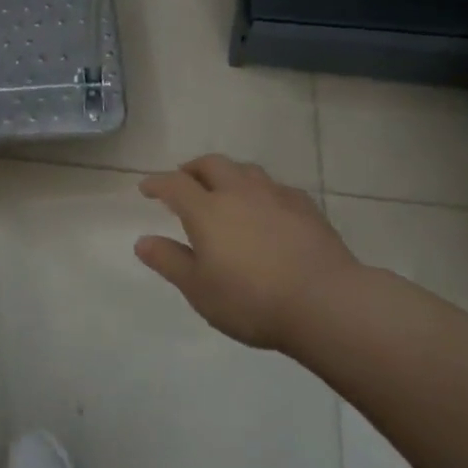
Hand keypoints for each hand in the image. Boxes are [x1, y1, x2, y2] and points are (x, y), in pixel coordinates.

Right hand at [136, 155, 365, 350]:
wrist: (326, 303)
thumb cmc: (252, 300)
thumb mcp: (199, 289)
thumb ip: (169, 261)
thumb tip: (142, 241)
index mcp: (207, 210)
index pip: (174, 184)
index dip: (157, 183)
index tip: (146, 188)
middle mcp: (239, 192)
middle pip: (211, 164)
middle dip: (193, 169)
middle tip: (184, 180)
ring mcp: (275, 196)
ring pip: (245, 170)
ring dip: (228, 174)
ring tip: (224, 189)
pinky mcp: (306, 207)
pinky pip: (276, 187)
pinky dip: (261, 191)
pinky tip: (266, 207)